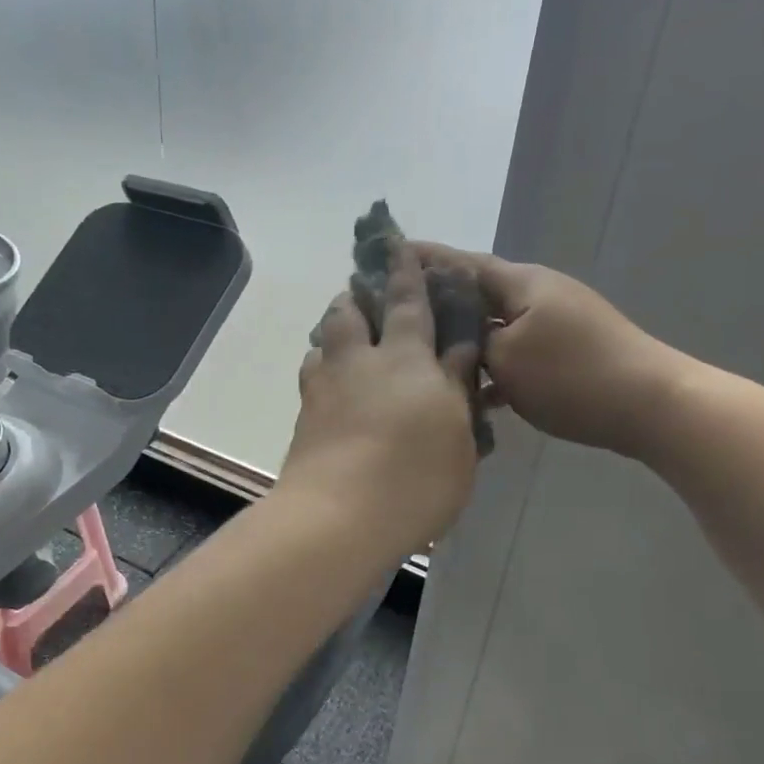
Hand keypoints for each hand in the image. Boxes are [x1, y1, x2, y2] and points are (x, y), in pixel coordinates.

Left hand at [280, 245, 480, 554]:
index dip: (404, 273)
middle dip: (358, 294)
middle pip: (349, 312)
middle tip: (365, 292)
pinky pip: (312, 378)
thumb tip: (460, 345)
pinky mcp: (303, 419)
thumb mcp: (457, 433)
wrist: (339, 517)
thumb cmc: (415, 477)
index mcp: (404, 358)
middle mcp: (358, 362)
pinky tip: (331, 386)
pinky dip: (322, 370)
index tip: (398, 247)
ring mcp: (324, 389)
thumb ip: (457, 384)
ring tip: (346, 339)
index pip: (406, 302)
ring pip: (323, 342)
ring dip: (335, 331)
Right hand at [412, 244, 693, 456]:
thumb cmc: (572, 375)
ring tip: (423, 353)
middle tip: (395, 313)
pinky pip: (514, 353)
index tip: (386, 256)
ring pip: (493, 326)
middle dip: (438, 302)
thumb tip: (453, 331)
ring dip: (464, 339)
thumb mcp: (508, 356)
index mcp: (522, 283)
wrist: (649, 405)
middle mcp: (536, 294)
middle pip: (476, 292)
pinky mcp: (562, 353)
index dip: (425, 259)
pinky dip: (492, 367)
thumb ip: (472, 338)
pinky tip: (470, 393)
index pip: (462, 262)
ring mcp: (552, 324)